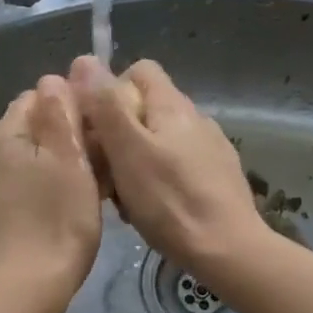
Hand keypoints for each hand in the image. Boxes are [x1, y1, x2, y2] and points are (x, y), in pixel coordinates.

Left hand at [0, 75, 102, 297]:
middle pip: (21, 135)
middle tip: (90, 167)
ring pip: (12, 169)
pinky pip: (4, 199)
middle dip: (53, 141)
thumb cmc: (58, 221)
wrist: (22, 291)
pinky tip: (43, 221)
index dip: (66, 108)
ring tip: (68, 197)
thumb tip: (51, 79)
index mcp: (3, 138)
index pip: (33, 99)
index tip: (93, 132)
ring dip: (38, 172)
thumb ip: (59, 114)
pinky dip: (24, 200)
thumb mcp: (71, 161)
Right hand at [71, 56, 268, 282]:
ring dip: (135, 161)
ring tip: (124, 198)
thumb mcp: (128, 151)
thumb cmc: (170, 200)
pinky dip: (157, 180)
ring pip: (158, 141)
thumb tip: (84, 61)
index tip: (94, 127)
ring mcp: (210, 148)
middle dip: (118, 134)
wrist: (229, 250)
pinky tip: (152, 209)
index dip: (110, 91)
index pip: (139, 70)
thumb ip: (106, 105)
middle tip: (103, 172)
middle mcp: (195, 118)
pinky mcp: (217, 177)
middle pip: (145, 108)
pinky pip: (176, 166)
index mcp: (173, 105)